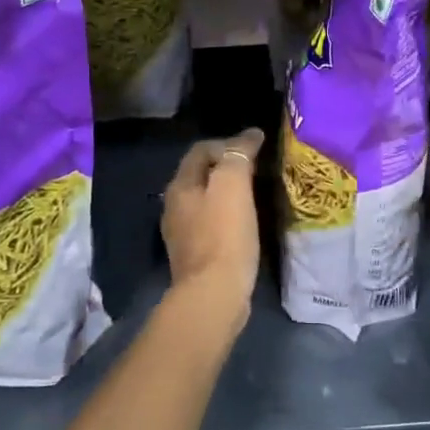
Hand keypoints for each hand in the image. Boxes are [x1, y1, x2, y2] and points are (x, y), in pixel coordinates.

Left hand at [162, 128, 265, 323]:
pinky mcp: (194, 256)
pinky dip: (226, 216)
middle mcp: (173, 206)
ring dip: (226, 193)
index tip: (255, 148)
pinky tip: (242, 224)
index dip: (227, 142)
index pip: (200, 150)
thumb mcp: (233, 185)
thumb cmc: (224, 235)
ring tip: (252, 195)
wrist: (213, 294)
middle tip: (256, 169)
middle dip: (225, 167)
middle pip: (199, 175)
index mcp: (179, 186)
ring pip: (204, 200)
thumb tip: (250, 134)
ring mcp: (181, 233)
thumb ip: (239, 155)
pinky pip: (209, 224)